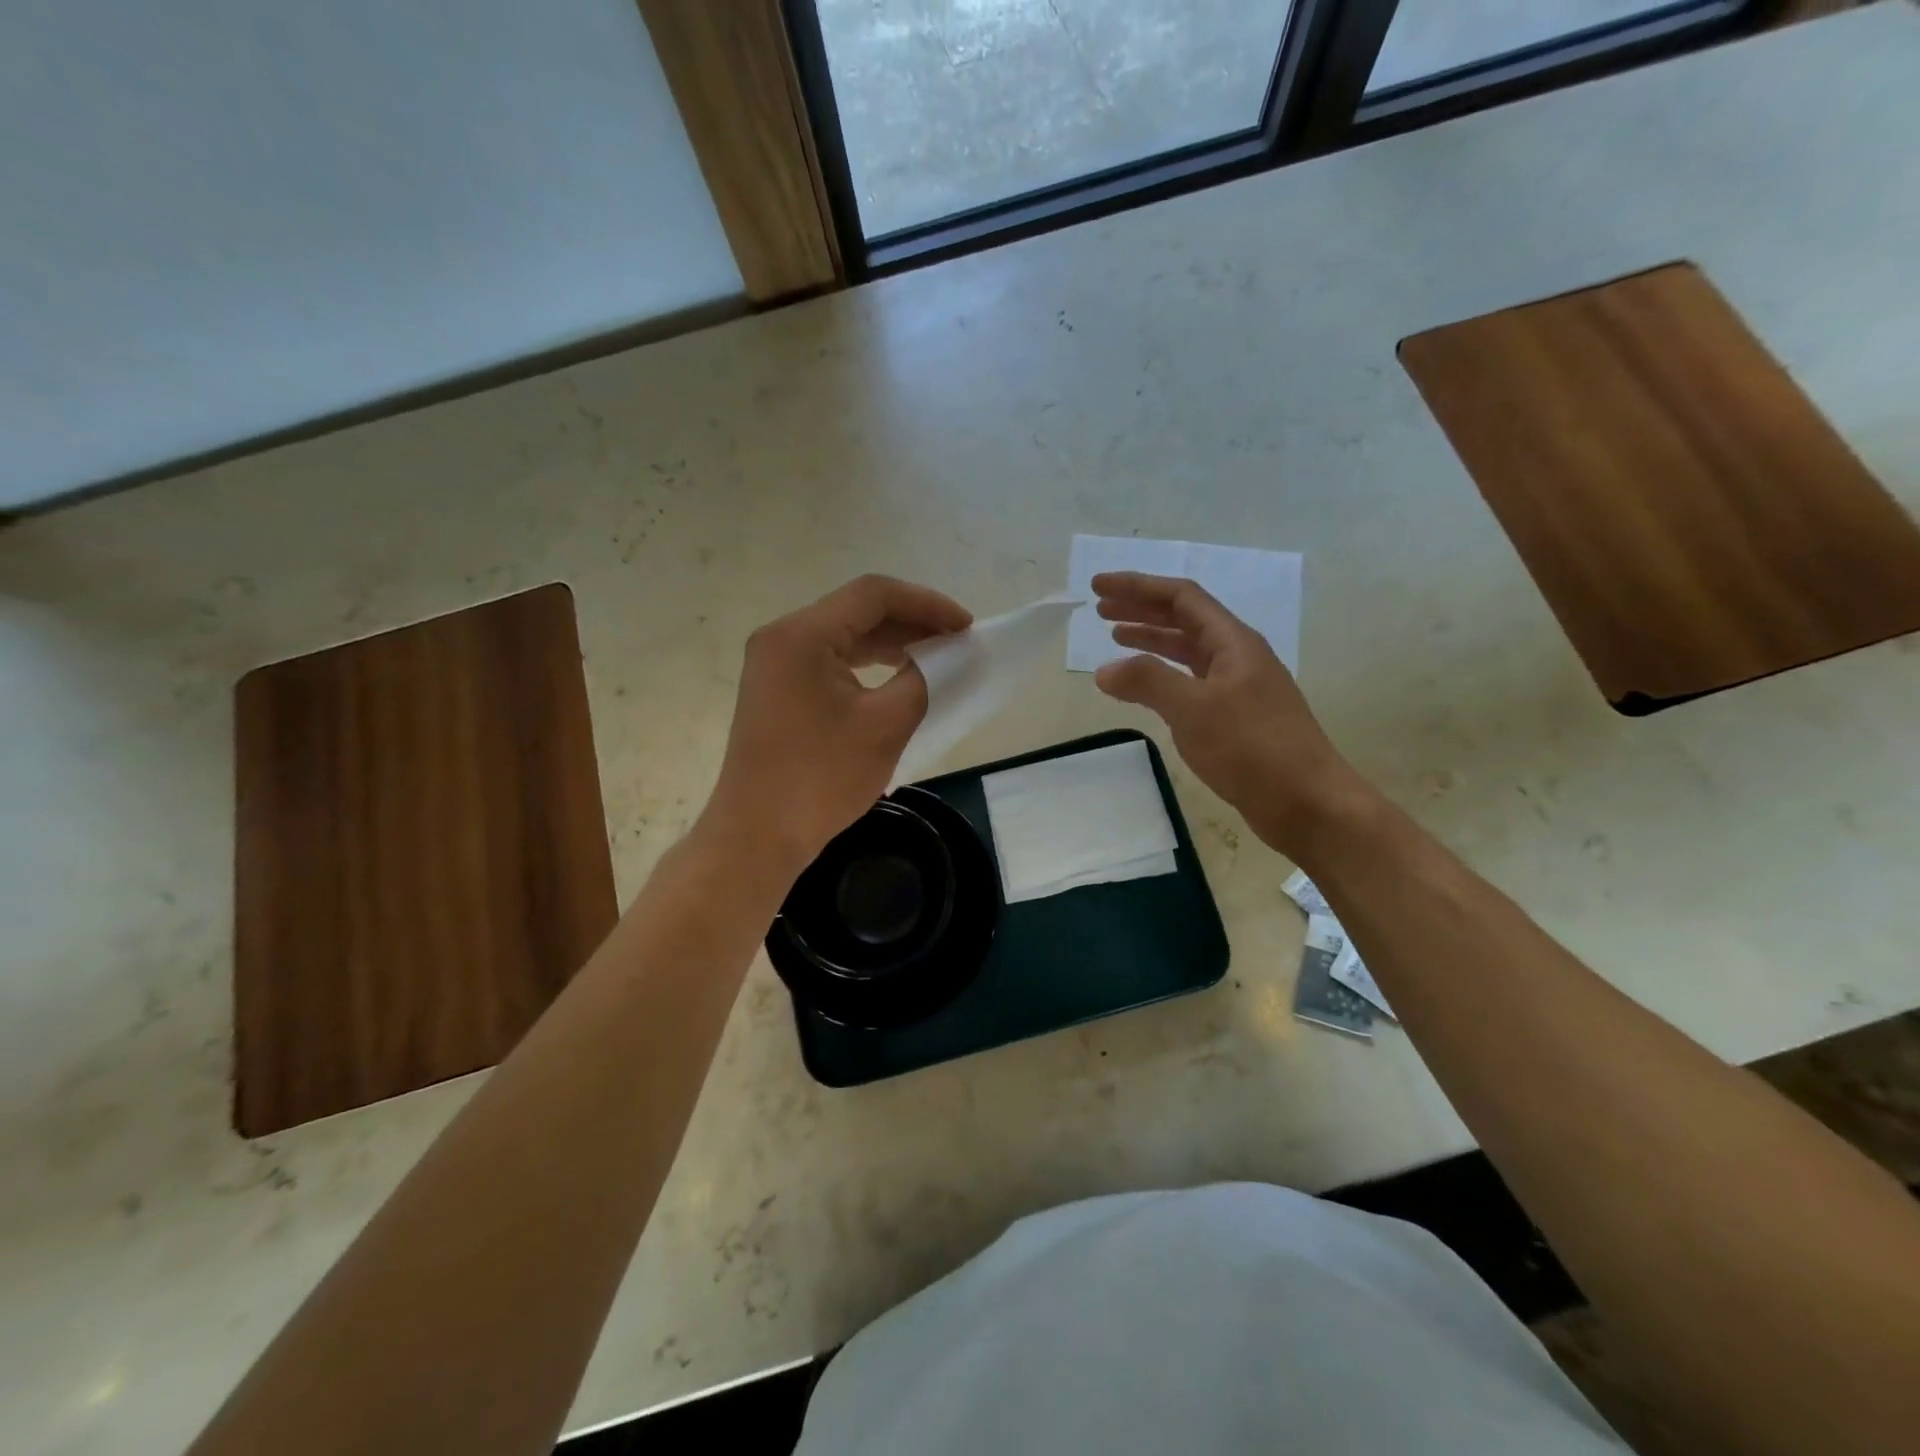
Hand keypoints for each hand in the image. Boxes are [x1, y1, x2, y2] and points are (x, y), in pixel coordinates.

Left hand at [702, 575, 971, 874]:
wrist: (759, 835)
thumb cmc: (821, 778)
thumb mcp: (886, 724)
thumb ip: (924, 678)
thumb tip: (950, 657)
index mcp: (802, 635)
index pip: (873, 594)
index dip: (927, 603)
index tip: (966, 627)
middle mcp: (782, 637)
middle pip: (857, 611)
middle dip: (912, 622)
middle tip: (958, 642)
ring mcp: (775, 664)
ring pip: (845, 636)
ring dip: (892, 642)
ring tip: (937, 656)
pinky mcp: (778, 689)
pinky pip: (831, 661)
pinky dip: (868, 664)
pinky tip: (899, 675)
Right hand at [1092, 572, 1374, 855]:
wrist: (1307, 803)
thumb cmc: (1253, 748)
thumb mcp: (1194, 710)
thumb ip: (1147, 683)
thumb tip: (1104, 670)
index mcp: (1233, 642)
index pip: (1180, 598)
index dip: (1138, 587)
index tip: (1098, 587)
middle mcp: (1238, 656)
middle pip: (1184, 619)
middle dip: (1141, 609)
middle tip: (1100, 609)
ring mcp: (1239, 687)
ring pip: (1188, 650)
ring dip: (1152, 640)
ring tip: (1116, 638)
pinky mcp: (1237, 717)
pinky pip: (1192, 681)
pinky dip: (1164, 676)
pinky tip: (1147, 688)